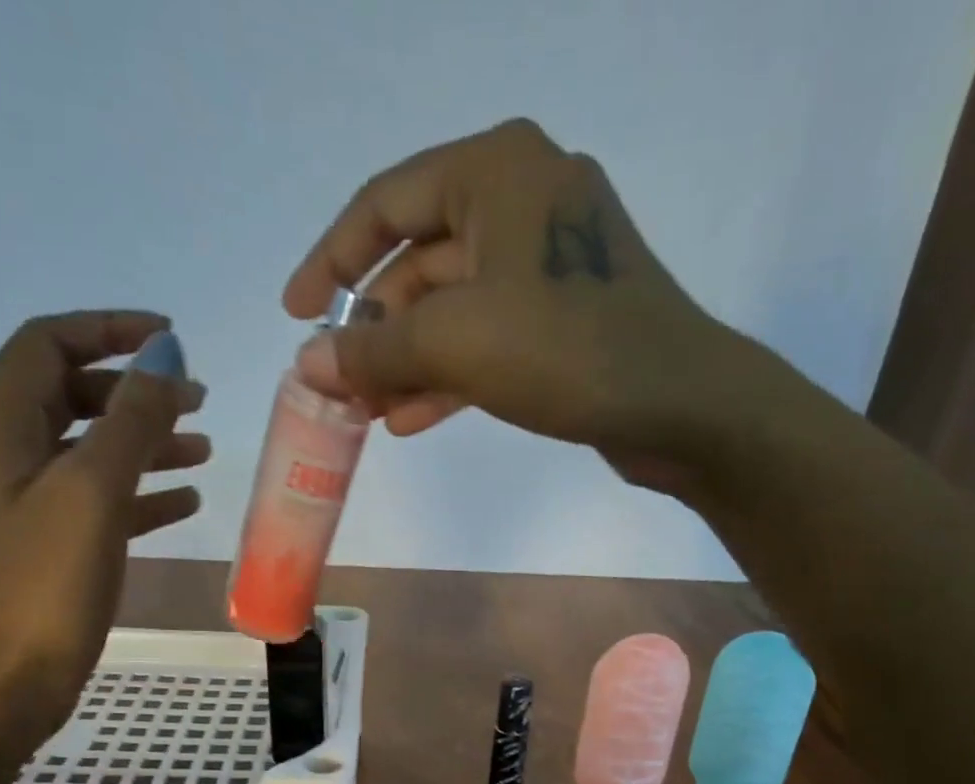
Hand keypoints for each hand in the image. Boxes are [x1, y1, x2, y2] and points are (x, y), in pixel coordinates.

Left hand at [0, 311, 208, 783]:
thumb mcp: (92, 492)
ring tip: (203, 450)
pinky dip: (138, 493)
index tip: (172, 339)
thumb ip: (131, 421)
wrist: (3, 681)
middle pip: (68, 395)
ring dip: (143, 443)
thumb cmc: (44, 583)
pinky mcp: (42, 547)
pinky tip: (183, 503)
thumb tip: (165, 357)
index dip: (108, 330)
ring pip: (87, 451)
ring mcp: (19, 505)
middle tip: (198, 401)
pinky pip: (94, 502)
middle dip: (134, 391)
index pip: (47, 344)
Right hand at [283, 119, 746, 491]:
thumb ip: (376, 350)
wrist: (679, 406)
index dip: (330, 260)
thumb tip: (308, 365)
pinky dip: (448, 378)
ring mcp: (546, 266)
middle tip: (337, 388)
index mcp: (495, 171)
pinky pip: (487, 342)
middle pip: (419, 264)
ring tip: (366, 415)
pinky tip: (409, 420)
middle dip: (374, 331)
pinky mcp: (562, 321)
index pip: (385, 205)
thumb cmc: (568, 349)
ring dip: (406, 363)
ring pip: (452, 311)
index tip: (295, 313)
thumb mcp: (457, 343)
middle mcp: (521, 203)